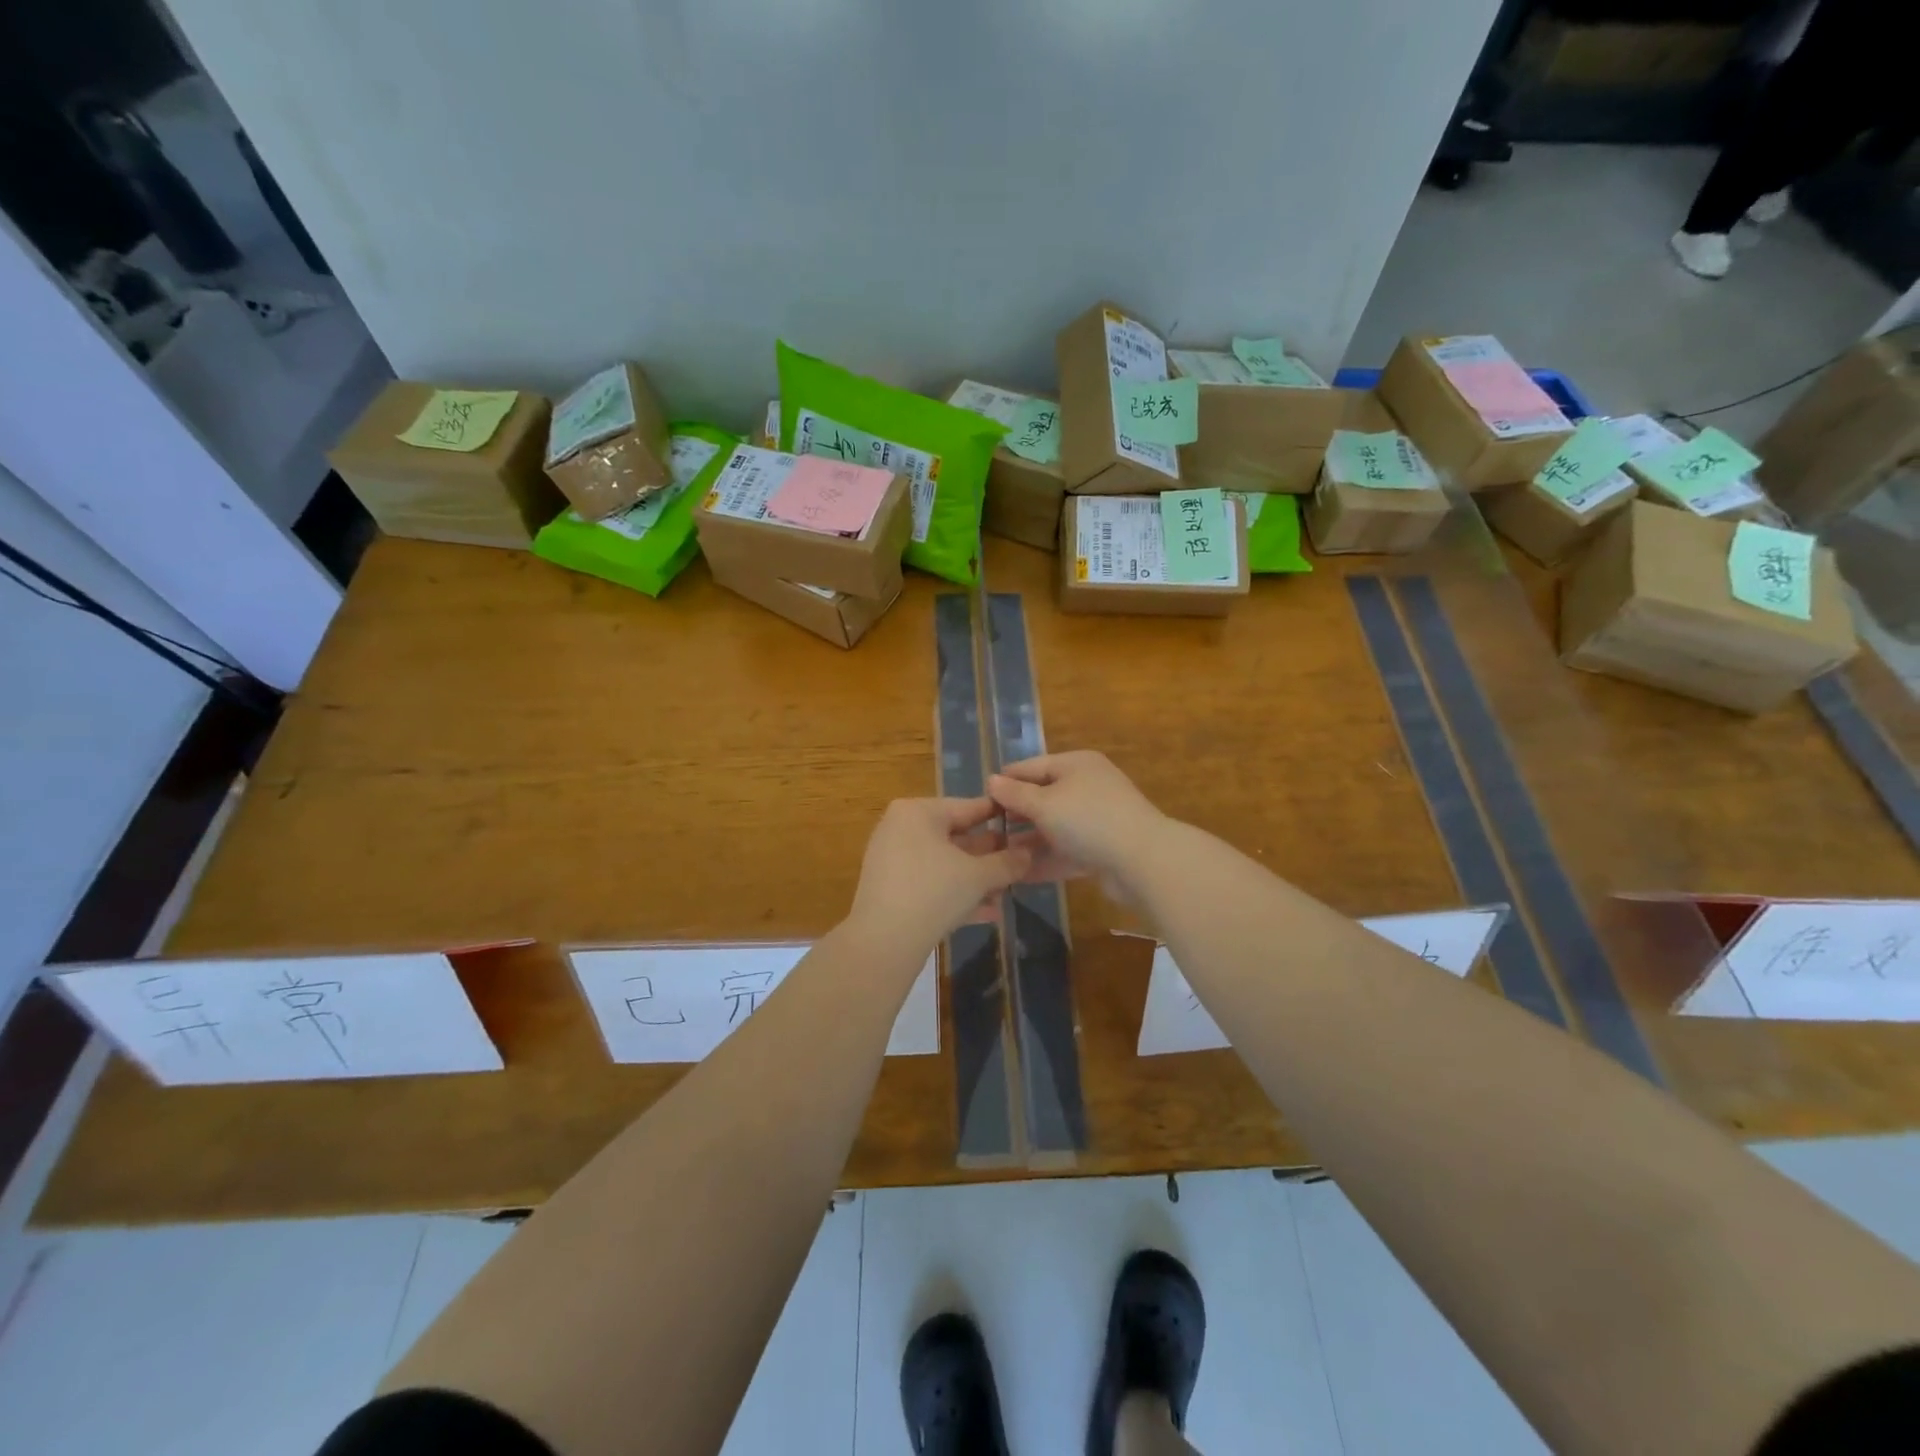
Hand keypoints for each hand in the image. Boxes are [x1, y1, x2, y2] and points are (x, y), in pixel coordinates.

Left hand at [846, 798, 1030, 950]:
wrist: (883, 942)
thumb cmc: (934, 892)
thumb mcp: (978, 876)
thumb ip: (1007, 863)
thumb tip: (1029, 854)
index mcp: (918, 812)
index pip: (968, 807)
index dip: (999, 815)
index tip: (1025, 819)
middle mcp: (901, 828)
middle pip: (955, 836)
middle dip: (989, 855)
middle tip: (1020, 861)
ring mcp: (892, 859)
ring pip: (944, 864)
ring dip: (976, 879)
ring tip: (1007, 891)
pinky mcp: (890, 889)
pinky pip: (930, 883)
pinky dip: (955, 893)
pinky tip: (988, 913)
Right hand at [987, 752, 1165, 885]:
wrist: (1143, 861)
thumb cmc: (1088, 820)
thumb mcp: (1044, 804)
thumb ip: (1015, 794)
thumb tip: (992, 780)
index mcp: (1076, 765)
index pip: (1031, 767)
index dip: (1005, 781)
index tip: (978, 798)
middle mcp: (1087, 787)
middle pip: (1043, 798)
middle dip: (1014, 815)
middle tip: (984, 831)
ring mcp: (1096, 820)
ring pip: (1053, 828)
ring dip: (1027, 842)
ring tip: (995, 856)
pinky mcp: (1101, 850)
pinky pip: (1065, 852)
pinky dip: (1045, 861)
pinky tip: (1018, 875)